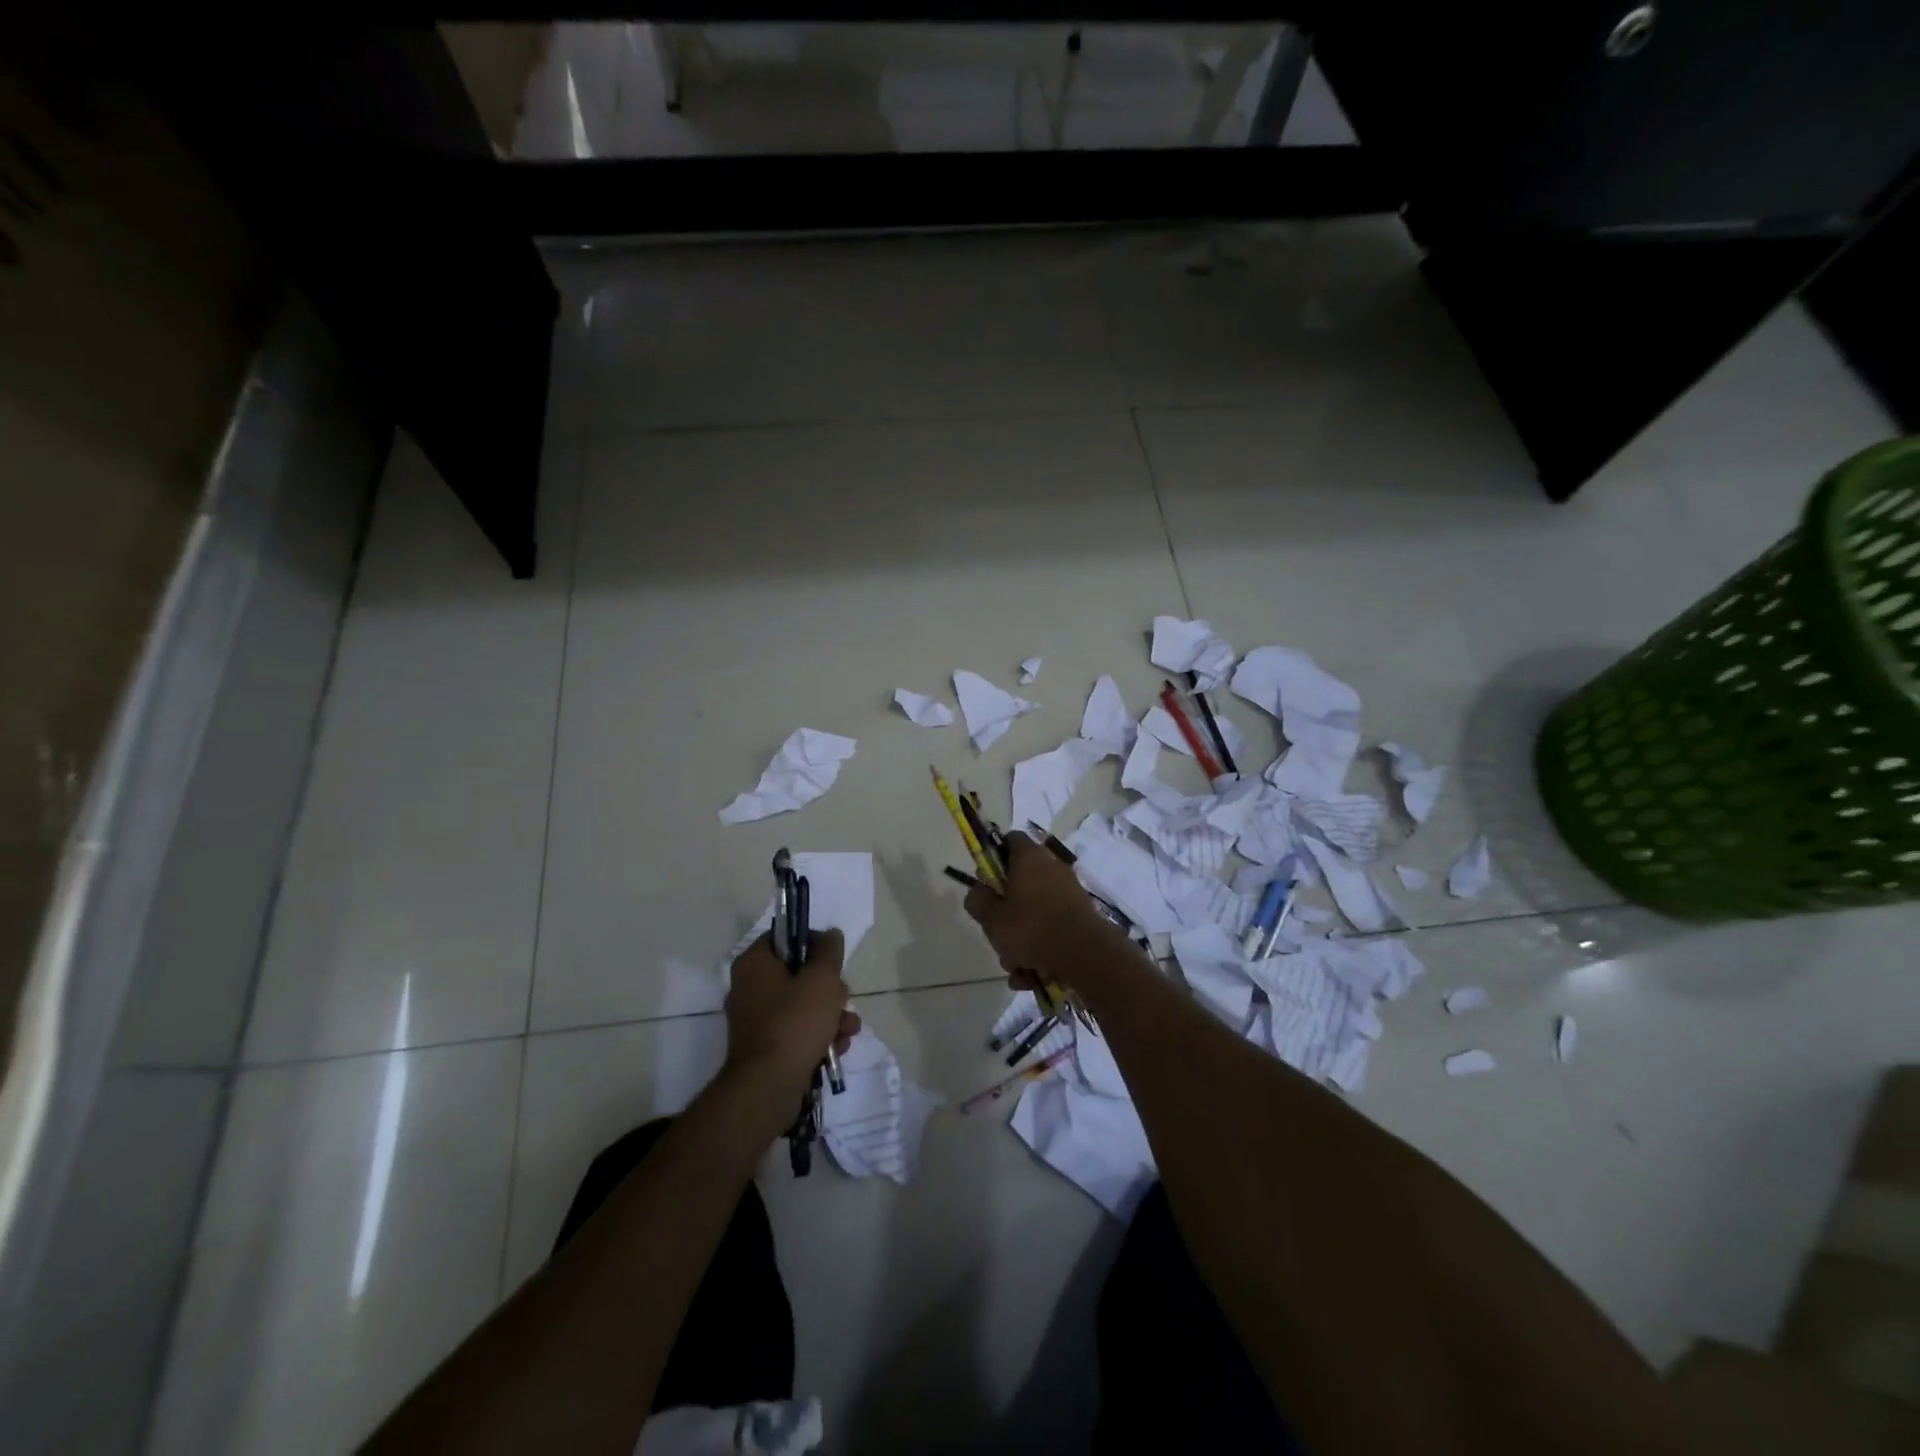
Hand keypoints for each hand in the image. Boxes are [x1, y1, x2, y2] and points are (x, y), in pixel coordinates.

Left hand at [724, 929, 859, 1111]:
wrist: (768, 1088)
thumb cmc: (795, 1023)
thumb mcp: (822, 978)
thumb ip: (829, 951)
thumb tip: (829, 934)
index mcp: (755, 963)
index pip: (784, 936)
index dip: (813, 941)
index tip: (834, 957)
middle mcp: (749, 987)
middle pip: (798, 973)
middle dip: (829, 987)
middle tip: (843, 997)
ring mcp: (756, 1020)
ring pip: (802, 1004)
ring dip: (831, 1014)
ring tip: (848, 1029)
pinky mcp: (765, 1047)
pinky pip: (796, 1030)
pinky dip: (818, 1036)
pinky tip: (837, 1047)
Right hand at [964, 833, 1130, 989]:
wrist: (1086, 955)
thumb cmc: (1032, 927)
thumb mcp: (991, 918)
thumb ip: (978, 901)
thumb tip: (978, 892)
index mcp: (1029, 858)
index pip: (1010, 840)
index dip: (994, 857)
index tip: (986, 882)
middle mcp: (1052, 868)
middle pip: (1020, 883)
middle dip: (1005, 913)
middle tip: (997, 933)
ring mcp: (1069, 893)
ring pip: (1034, 913)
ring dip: (1021, 941)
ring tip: (1015, 967)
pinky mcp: (1080, 918)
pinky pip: (1051, 931)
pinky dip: (1040, 951)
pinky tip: (1031, 977)